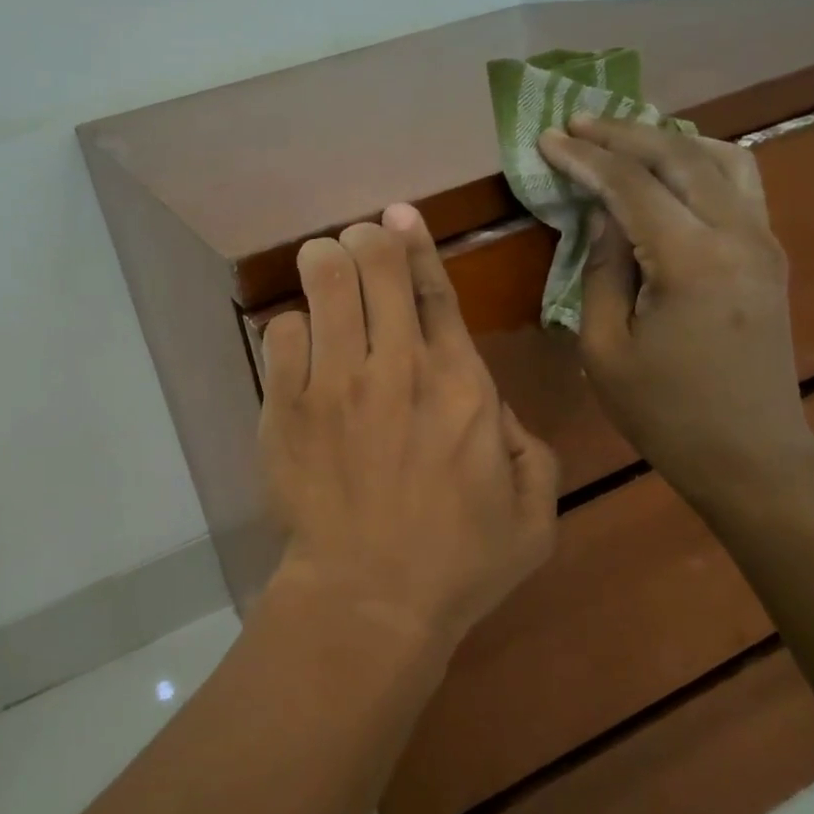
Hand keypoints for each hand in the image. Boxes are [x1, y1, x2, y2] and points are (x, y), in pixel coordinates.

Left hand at [258, 204, 557, 653]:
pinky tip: (298, 343)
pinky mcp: (287, 408)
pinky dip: (289, 328)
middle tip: (357, 244)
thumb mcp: (533, 513)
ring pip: (324, 285)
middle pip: (374, 267)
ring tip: (324, 266)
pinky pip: (280, 335)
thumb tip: (496, 409)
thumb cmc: (457, 563)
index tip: (398, 213)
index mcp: (462, 385)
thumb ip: (529, 449)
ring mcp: (336, 385)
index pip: (434, 292)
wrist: (369, 599)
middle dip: (364, 242)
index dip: (415, 243)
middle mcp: (398, 369)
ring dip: (324, 265)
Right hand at [537, 118, 813, 501]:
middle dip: (623, 133)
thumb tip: (602, 217)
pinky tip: (673, 165)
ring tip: (623, 135)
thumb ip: (601, 272)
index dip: (585, 158)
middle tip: (577, 122)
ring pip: (720, 158)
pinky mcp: (769, 255)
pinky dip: (701, 160)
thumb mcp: (605, 349)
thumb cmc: (665, 412)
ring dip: (667, 139)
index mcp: (690, 260)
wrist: (750, 454)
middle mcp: (737, 234)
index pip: (630, 186)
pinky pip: (740, 183)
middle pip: (679, 155)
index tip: (547, 139)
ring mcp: (763, 241)